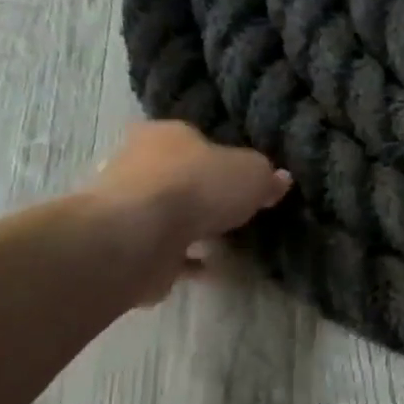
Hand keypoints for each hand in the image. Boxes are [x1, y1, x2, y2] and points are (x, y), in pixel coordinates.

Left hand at [84, 122, 291, 303]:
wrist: (138, 236)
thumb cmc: (197, 187)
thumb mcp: (252, 173)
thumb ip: (266, 177)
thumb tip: (279, 179)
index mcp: (164, 134)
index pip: (195, 138)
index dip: (220, 155)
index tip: (242, 176)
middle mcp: (137, 163)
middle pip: (178, 176)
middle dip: (203, 193)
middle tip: (234, 209)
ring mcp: (126, 207)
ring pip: (167, 214)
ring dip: (190, 228)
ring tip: (224, 242)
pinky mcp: (124, 245)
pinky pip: (162, 250)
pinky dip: (183, 259)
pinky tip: (208, 269)